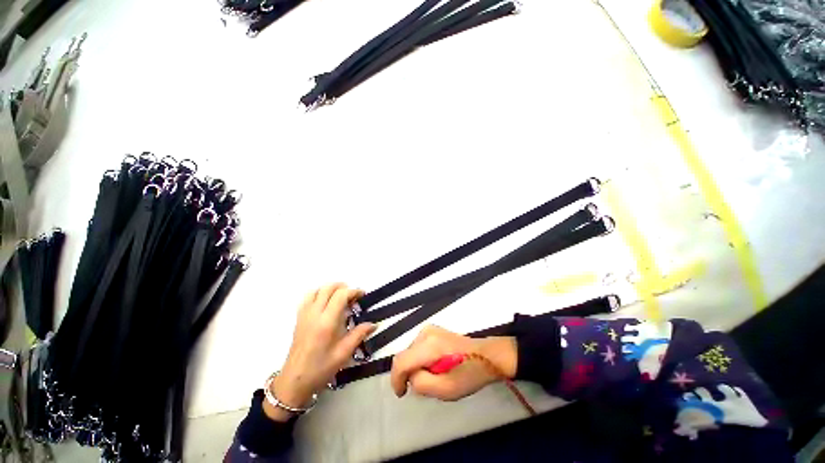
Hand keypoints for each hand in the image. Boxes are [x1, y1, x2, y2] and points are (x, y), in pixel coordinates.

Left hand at [265, 283, 375, 420]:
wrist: (294, 381)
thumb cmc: (321, 368)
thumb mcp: (344, 353)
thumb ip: (359, 334)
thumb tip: (374, 324)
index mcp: (326, 322)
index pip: (340, 295)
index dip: (353, 291)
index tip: (363, 295)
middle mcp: (314, 314)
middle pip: (328, 288)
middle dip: (343, 286)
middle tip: (353, 295)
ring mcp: (304, 315)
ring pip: (317, 290)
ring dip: (330, 288)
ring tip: (340, 297)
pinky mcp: (298, 318)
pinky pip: (308, 297)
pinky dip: (319, 293)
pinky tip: (325, 303)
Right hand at [390, 325, 516, 400]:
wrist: (486, 355)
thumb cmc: (469, 374)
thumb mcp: (447, 389)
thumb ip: (422, 384)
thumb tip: (410, 377)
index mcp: (429, 346)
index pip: (401, 361)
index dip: (396, 379)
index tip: (401, 394)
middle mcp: (425, 333)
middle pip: (406, 357)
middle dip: (411, 373)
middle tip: (429, 385)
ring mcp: (429, 329)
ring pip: (411, 353)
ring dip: (417, 367)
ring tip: (436, 374)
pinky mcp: (432, 330)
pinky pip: (418, 348)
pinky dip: (421, 360)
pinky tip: (436, 365)